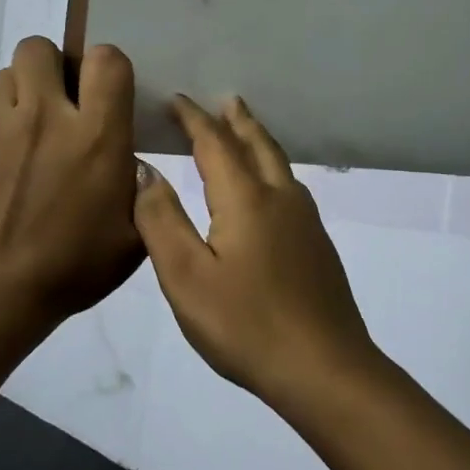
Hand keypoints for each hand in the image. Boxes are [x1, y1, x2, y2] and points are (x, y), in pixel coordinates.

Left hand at [0, 38, 143, 337]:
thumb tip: (129, 162)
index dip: (107, 68)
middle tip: (57, 105)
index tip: (102, 94)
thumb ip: (141, 192)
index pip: (106, 59)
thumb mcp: (131, 239)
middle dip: (52, 67)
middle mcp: (44, 115)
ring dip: (20, 96)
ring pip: (6, 76)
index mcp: (95, 135)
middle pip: (41, 48)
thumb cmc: (69, 270)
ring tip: (23, 135)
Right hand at [132, 94, 381, 402]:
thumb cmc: (245, 325)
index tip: (176, 100)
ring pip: (279, 164)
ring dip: (257, 140)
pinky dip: (271, 167)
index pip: (215, 143)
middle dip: (236, 120)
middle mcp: (280, 198)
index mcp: (246, 199)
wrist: (325, 369)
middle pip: (257, 144)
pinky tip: (269, 189)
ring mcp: (305, 222)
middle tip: (222, 100)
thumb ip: (161, 220)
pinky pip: (289, 187)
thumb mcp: (186, 277)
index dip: (193, 119)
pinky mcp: (317, 246)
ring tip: (244, 130)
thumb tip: (144, 170)